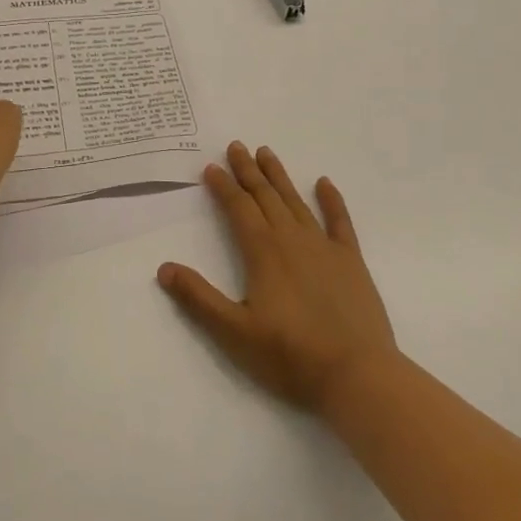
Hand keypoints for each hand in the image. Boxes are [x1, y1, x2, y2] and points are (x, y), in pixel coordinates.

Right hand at [158, 142, 396, 414]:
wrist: (357, 375)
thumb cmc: (290, 356)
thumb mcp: (234, 332)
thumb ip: (198, 298)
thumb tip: (164, 268)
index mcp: (263, 252)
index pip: (238, 208)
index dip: (223, 186)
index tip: (211, 166)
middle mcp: (292, 239)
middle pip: (265, 196)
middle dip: (248, 171)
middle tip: (237, 146)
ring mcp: (324, 247)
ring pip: (296, 202)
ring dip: (279, 177)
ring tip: (267, 152)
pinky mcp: (351, 261)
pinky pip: (339, 222)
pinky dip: (332, 201)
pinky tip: (325, 183)